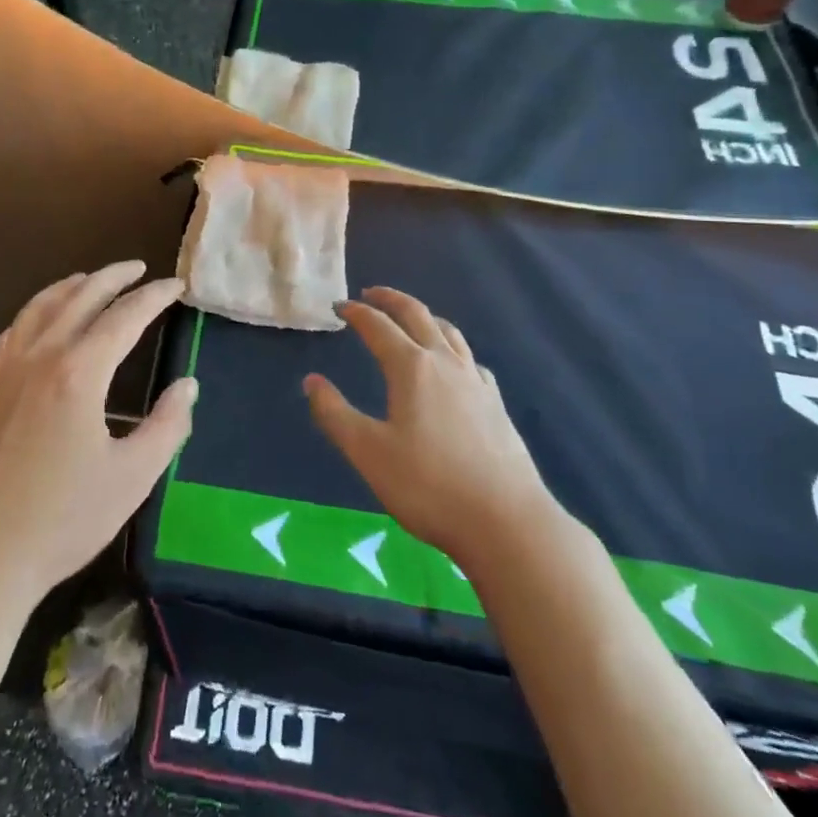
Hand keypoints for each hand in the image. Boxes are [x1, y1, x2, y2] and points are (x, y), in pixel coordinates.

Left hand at [0, 261, 195, 611]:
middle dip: (113, 278)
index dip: (154, 297)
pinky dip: (33, 313)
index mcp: (79, 373)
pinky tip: (39, 320)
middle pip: (80, 298)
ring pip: (40, 308)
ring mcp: (5, 371)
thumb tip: (187, 385)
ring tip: (91, 279)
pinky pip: (11, 333)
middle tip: (139, 269)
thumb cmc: (60, 522)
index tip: (177, 286)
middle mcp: (40, 357)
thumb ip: (167, 427)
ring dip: (71, 286)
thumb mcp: (131, 479)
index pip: (125, 317)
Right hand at [303, 287, 551, 562]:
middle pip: (417, 315)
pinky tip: (453, 365)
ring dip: (424, 317)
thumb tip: (311, 381)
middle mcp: (445, 362)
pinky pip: (470, 359)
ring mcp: (476, 381)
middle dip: (391, 299)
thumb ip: (334, 413)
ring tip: (411, 319)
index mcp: (411, 367)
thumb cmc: (428, 486)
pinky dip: (452, 348)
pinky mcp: (496, 403)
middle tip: (370, 294)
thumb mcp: (368, 452)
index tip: (339, 306)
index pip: (378, 326)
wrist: (506, 522)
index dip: (356, 313)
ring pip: (449, 332)